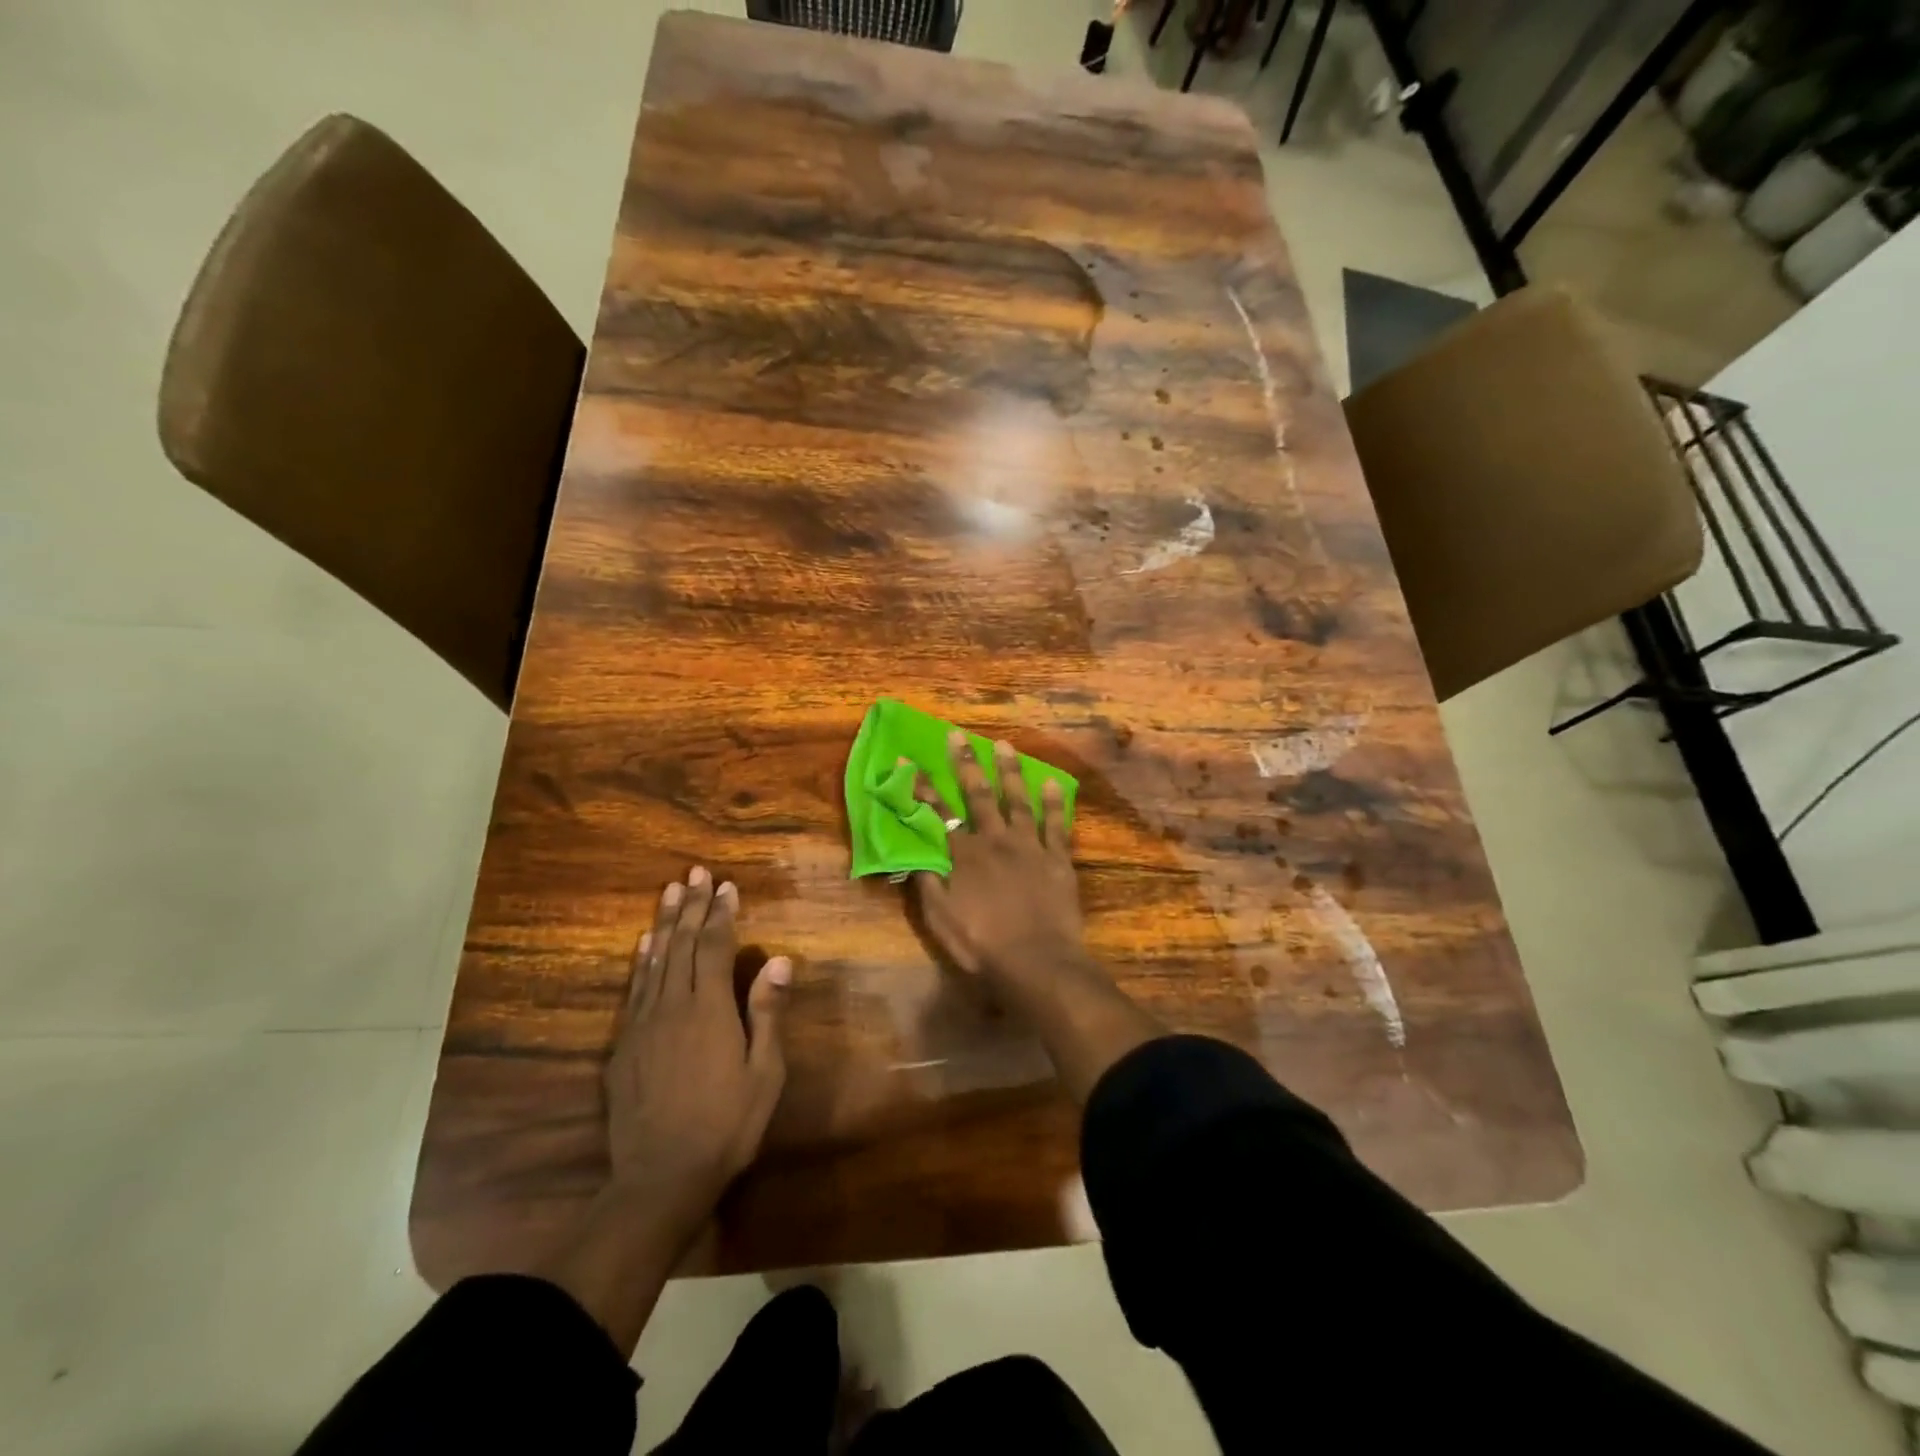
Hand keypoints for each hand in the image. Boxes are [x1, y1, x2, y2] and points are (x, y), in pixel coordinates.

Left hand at [605, 866, 789, 1228]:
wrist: (660, 1178)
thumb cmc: (727, 1125)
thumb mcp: (764, 1073)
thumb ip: (767, 1012)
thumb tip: (778, 959)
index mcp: (710, 1009)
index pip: (716, 947)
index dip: (722, 914)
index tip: (727, 886)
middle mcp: (673, 1006)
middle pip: (684, 944)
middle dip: (693, 906)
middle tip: (697, 873)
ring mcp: (643, 1024)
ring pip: (655, 959)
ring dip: (665, 923)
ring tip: (671, 891)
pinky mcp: (624, 1045)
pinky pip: (634, 989)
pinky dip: (641, 960)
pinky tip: (645, 943)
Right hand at [911, 731, 1084, 988]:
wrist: (1038, 962)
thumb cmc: (983, 945)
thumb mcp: (941, 920)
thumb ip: (928, 883)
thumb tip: (914, 852)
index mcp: (964, 856)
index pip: (938, 813)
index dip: (922, 787)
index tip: (910, 760)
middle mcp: (994, 840)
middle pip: (978, 795)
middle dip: (966, 763)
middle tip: (959, 736)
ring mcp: (1029, 846)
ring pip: (1017, 800)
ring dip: (1009, 771)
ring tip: (1004, 746)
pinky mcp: (1057, 858)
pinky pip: (1055, 823)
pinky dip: (1053, 802)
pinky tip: (1051, 781)